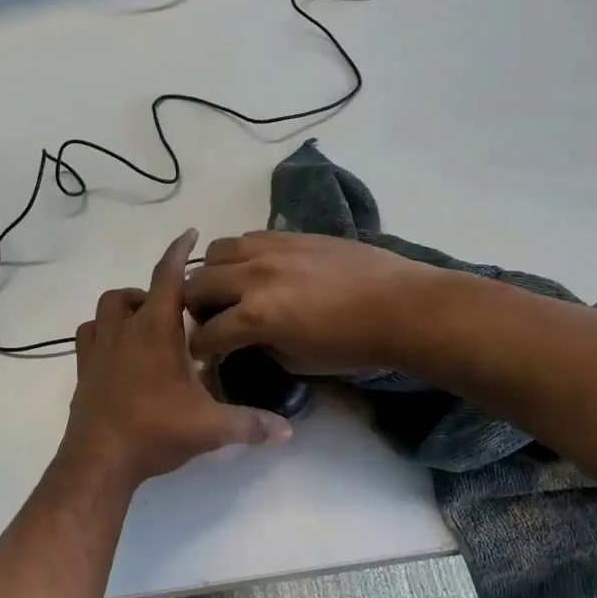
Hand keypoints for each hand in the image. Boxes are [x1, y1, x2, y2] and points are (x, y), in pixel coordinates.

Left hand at [65, 229, 293, 484]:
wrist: (99, 460)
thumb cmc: (155, 431)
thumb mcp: (210, 428)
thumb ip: (251, 424)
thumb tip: (288, 430)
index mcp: (156, 331)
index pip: (168, 277)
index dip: (180, 252)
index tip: (190, 234)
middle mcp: (124, 330)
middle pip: (134, 292)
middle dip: (155, 293)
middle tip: (178, 314)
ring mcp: (98, 348)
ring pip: (106, 308)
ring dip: (126, 308)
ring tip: (148, 327)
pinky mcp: (83, 369)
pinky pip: (88, 335)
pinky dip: (103, 331)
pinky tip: (119, 350)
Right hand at [183, 230, 440, 373]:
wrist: (402, 307)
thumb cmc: (353, 346)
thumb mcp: (297, 362)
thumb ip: (260, 347)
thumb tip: (244, 339)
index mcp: (256, 316)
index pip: (205, 333)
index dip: (199, 349)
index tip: (203, 355)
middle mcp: (254, 276)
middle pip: (197, 285)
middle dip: (194, 307)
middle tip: (209, 319)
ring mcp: (272, 249)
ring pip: (216, 251)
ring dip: (213, 273)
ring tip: (228, 288)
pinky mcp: (290, 234)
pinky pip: (248, 237)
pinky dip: (240, 255)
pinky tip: (256, 269)